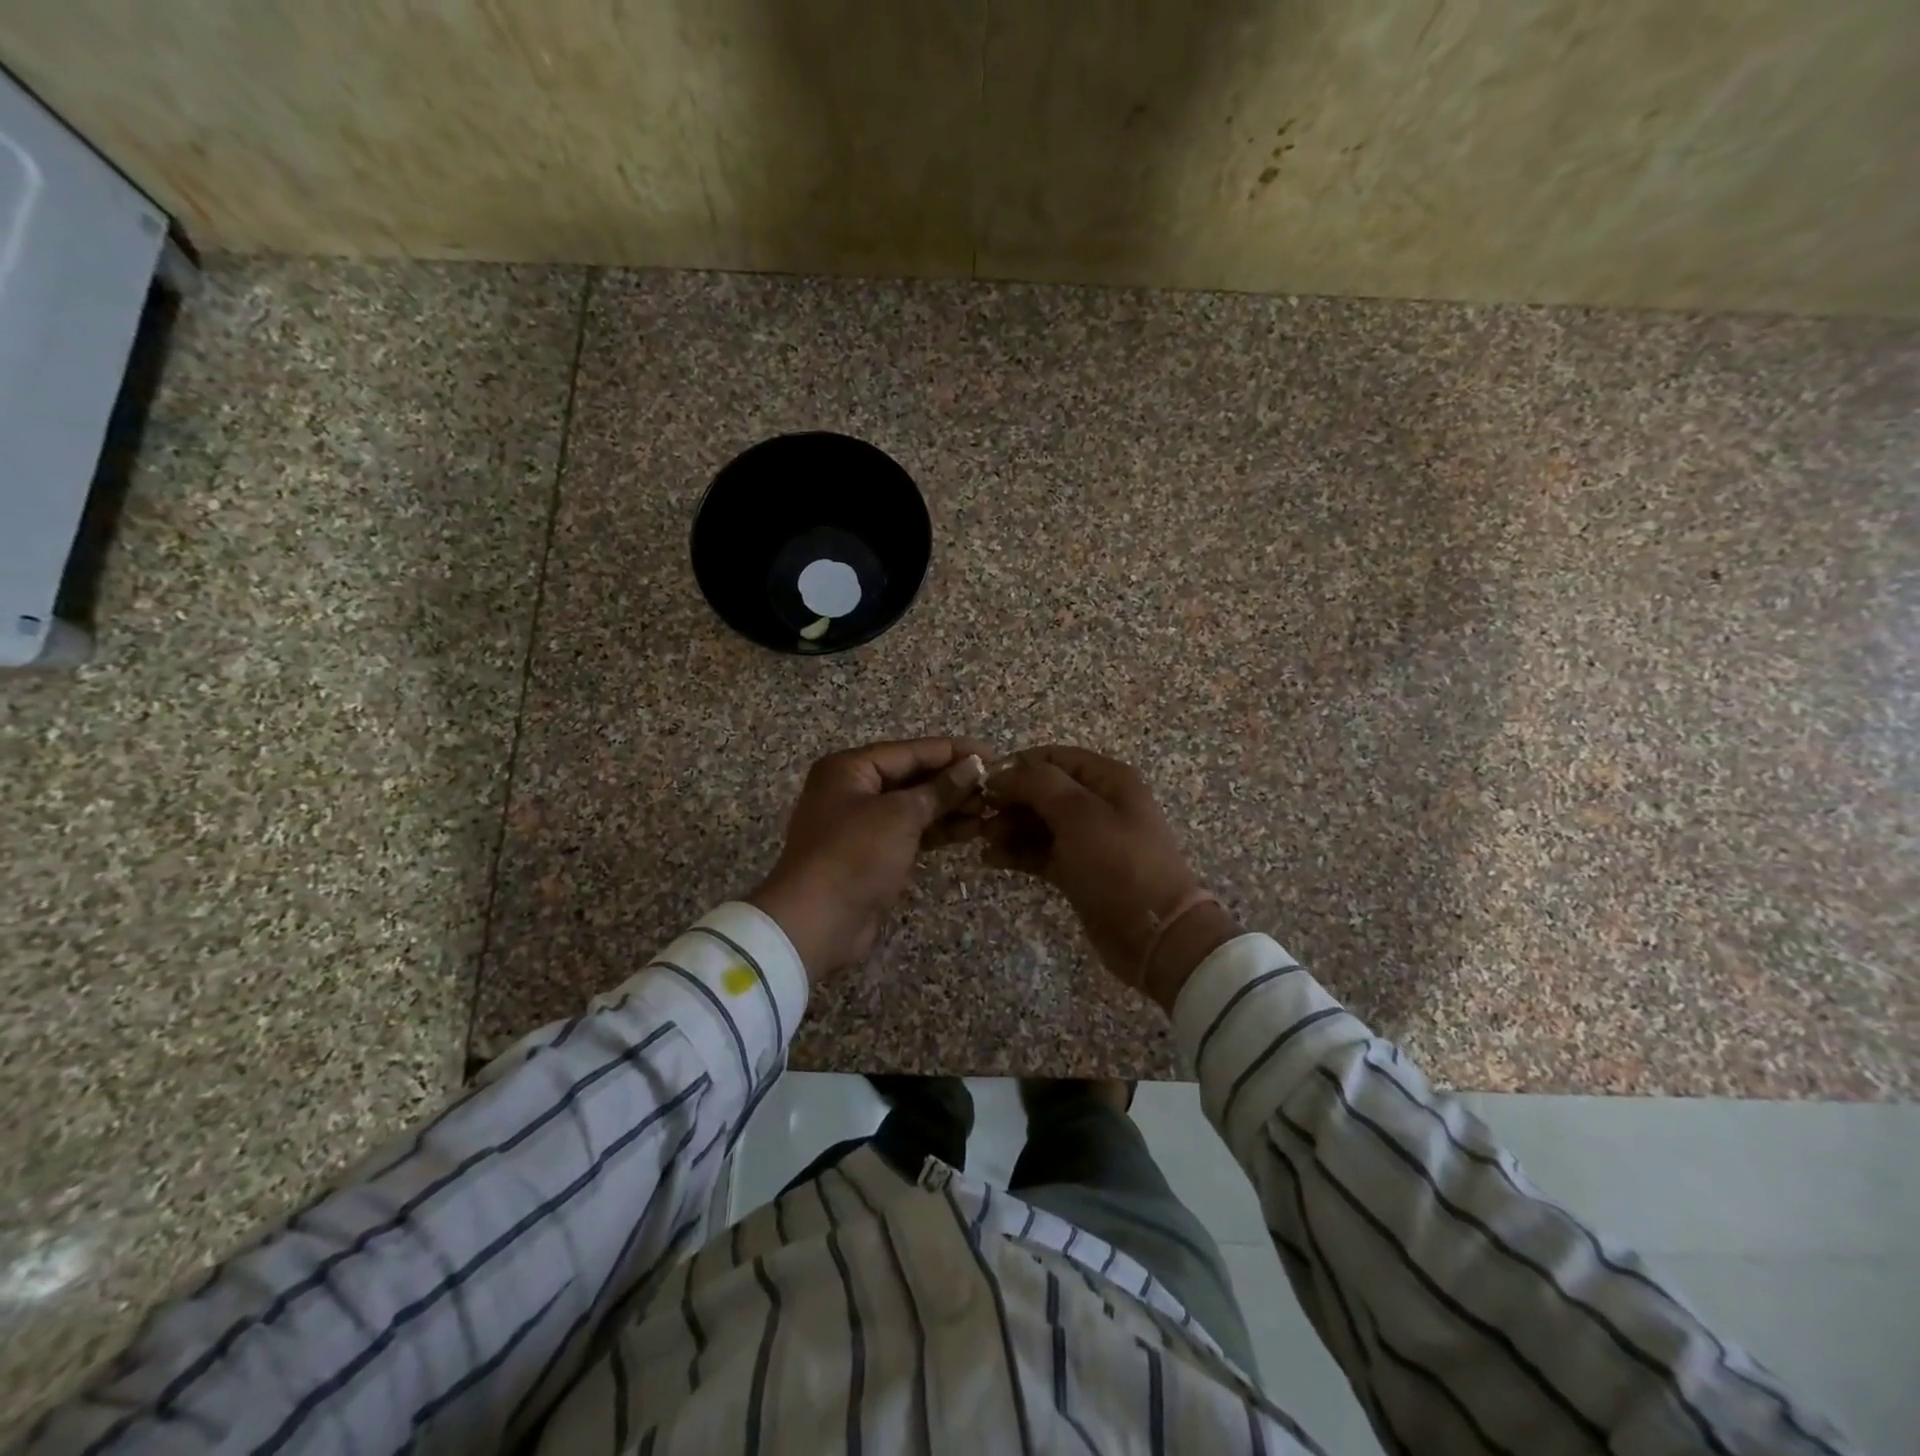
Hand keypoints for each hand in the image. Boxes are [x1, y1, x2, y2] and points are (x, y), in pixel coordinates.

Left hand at [748, 738, 991, 977]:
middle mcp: (854, 790)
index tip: (994, 755)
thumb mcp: (900, 816)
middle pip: (913, 777)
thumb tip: (974, 765)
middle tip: (996, 788)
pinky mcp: (873, 854)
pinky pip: (911, 832)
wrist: (815, 923)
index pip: (912, 751)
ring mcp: (862, 824)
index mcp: (850, 768)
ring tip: (990, 811)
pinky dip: (938, 830)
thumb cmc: (855, 855)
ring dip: (950, 807)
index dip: (954, 752)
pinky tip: (970, 831)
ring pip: (915, 806)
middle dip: (954, 782)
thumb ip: (939, 789)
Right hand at [981, 746, 1239, 1008]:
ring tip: (983, 840)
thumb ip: (1038, 784)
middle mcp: (1098, 803)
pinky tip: (991, 859)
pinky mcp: (1078, 870)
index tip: (983, 784)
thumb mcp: (1079, 814)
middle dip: (1010, 800)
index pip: (1054, 758)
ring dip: (1009, 827)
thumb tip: (1002, 773)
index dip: (1018, 766)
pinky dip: (1017, 852)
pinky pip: (1041, 852)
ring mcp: (1088, 839)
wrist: (1154, 935)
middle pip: (1044, 790)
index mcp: (1108, 779)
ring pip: (1039, 822)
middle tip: (978, 816)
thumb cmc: (1118, 864)